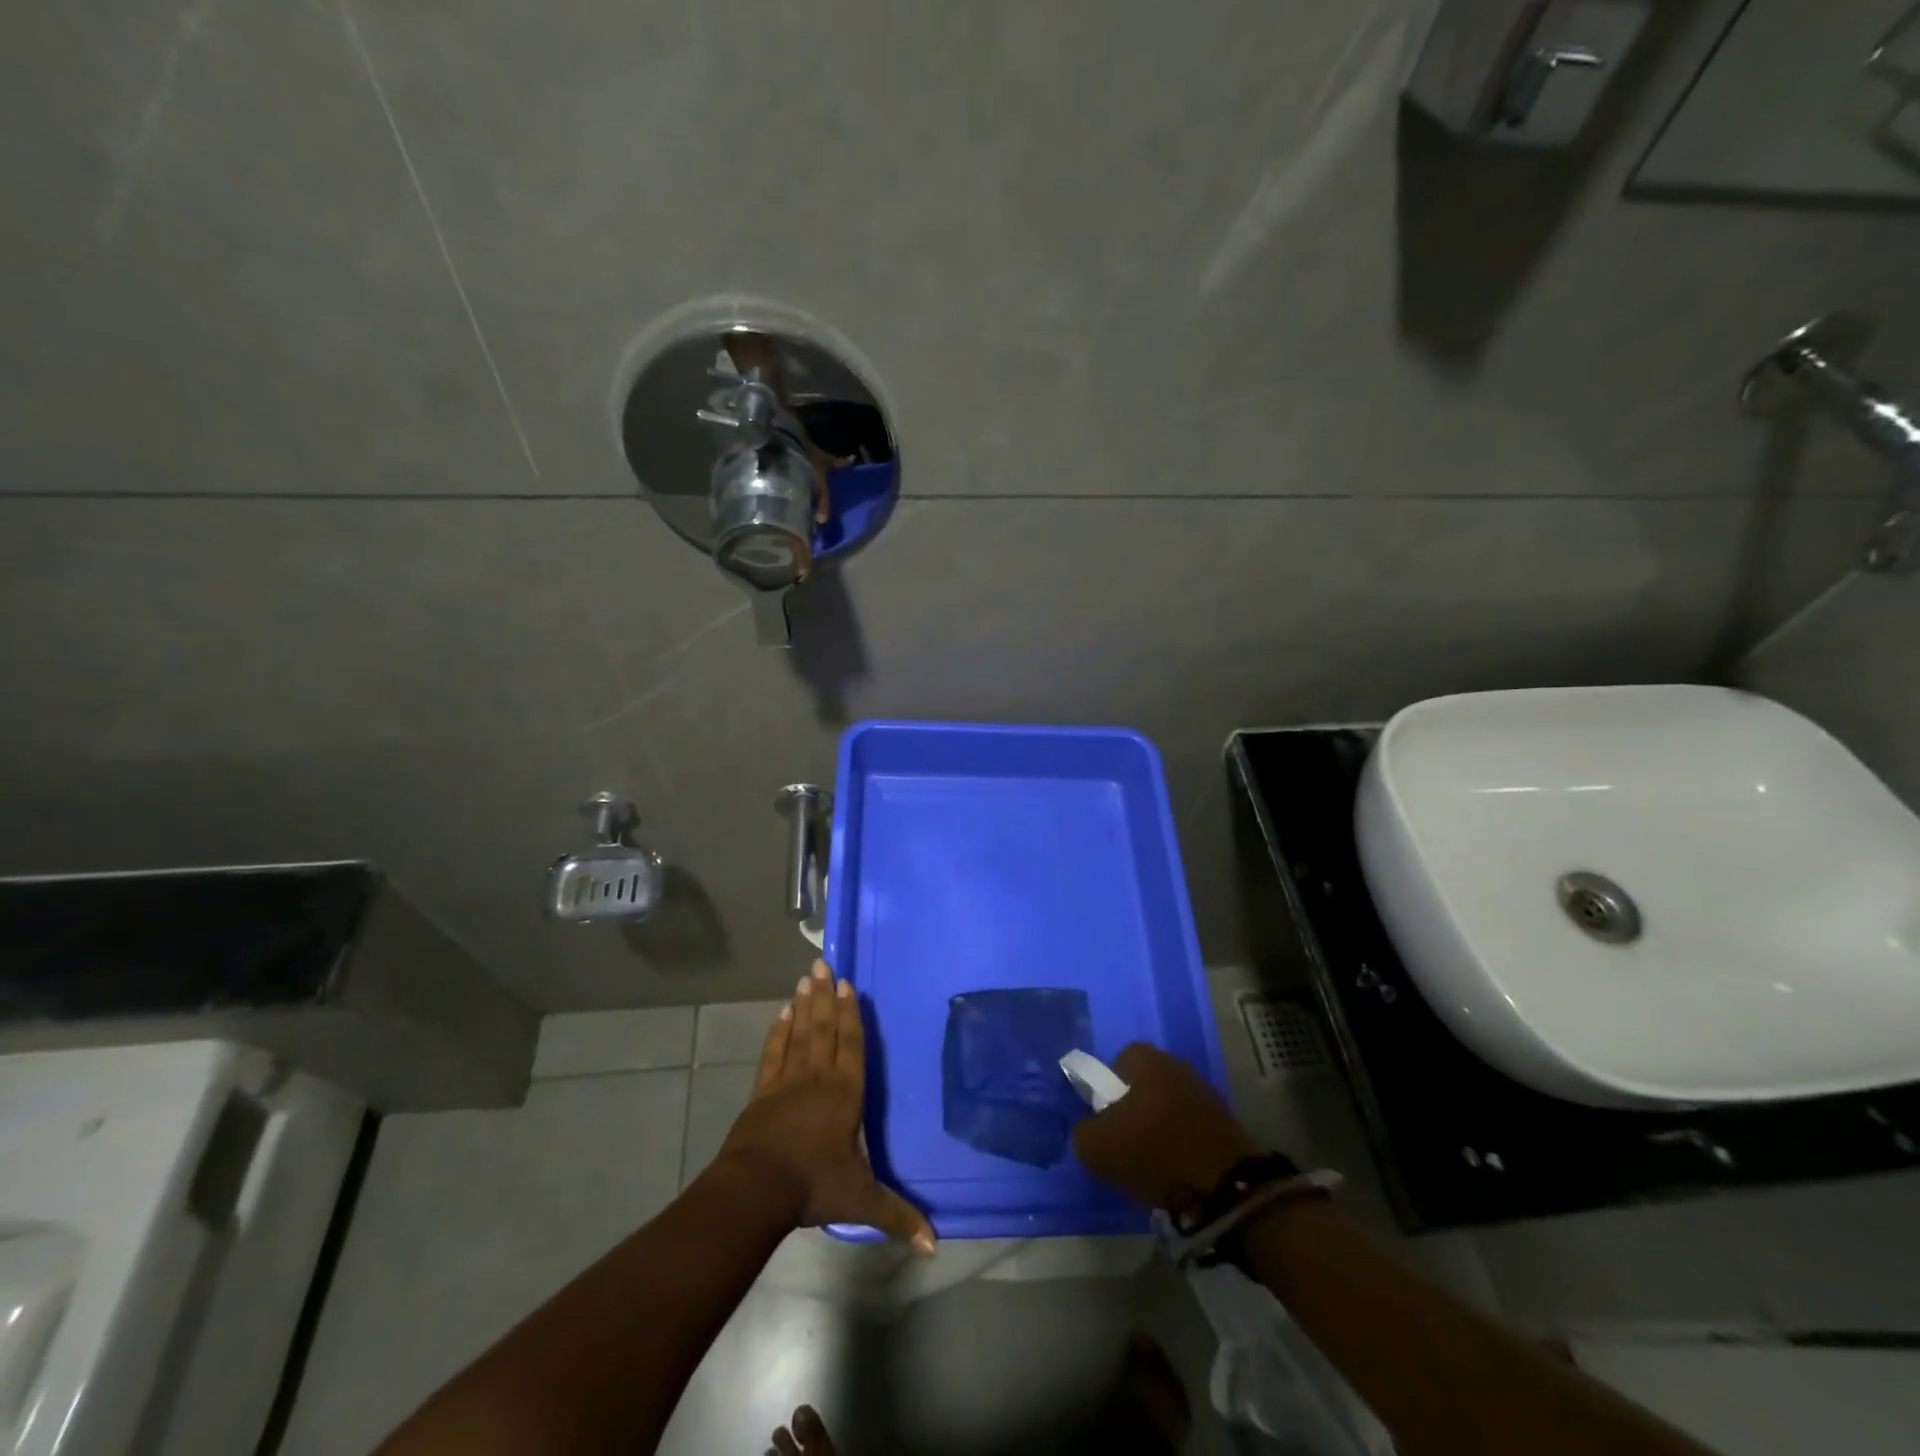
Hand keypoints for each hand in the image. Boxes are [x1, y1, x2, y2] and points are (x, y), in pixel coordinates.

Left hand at [715, 959, 935, 1252]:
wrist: (756, 1189)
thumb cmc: (814, 1185)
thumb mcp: (861, 1199)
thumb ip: (897, 1215)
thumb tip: (935, 1244)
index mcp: (845, 1093)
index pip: (851, 1044)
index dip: (850, 1013)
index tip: (846, 983)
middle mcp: (817, 1077)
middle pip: (823, 1028)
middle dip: (824, 996)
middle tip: (820, 964)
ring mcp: (786, 1081)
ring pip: (798, 1033)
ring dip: (802, 1006)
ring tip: (804, 979)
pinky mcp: (762, 1092)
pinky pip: (772, 1053)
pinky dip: (777, 1032)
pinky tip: (780, 1015)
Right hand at [1071, 1043, 1263, 1210]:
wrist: (1224, 1187)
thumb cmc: (1152, 1152)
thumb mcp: (1095, 1146)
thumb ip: (1083, 1129)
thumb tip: (1092, 1128)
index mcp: (1145, 1059)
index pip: (1118, 1063)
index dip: (1108, 1092)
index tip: (1108, 1122)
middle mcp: (1176, 1064)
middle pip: (1145, 1084)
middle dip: (1135, 1110)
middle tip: (1128, 1144)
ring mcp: (1206, 1091)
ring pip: (1169, 1106)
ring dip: (1161, 1128)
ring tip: (1154, 1164)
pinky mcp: (1226, 1121)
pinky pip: (1192, 1127)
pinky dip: (1183, 1144)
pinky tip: (1179, 1170)